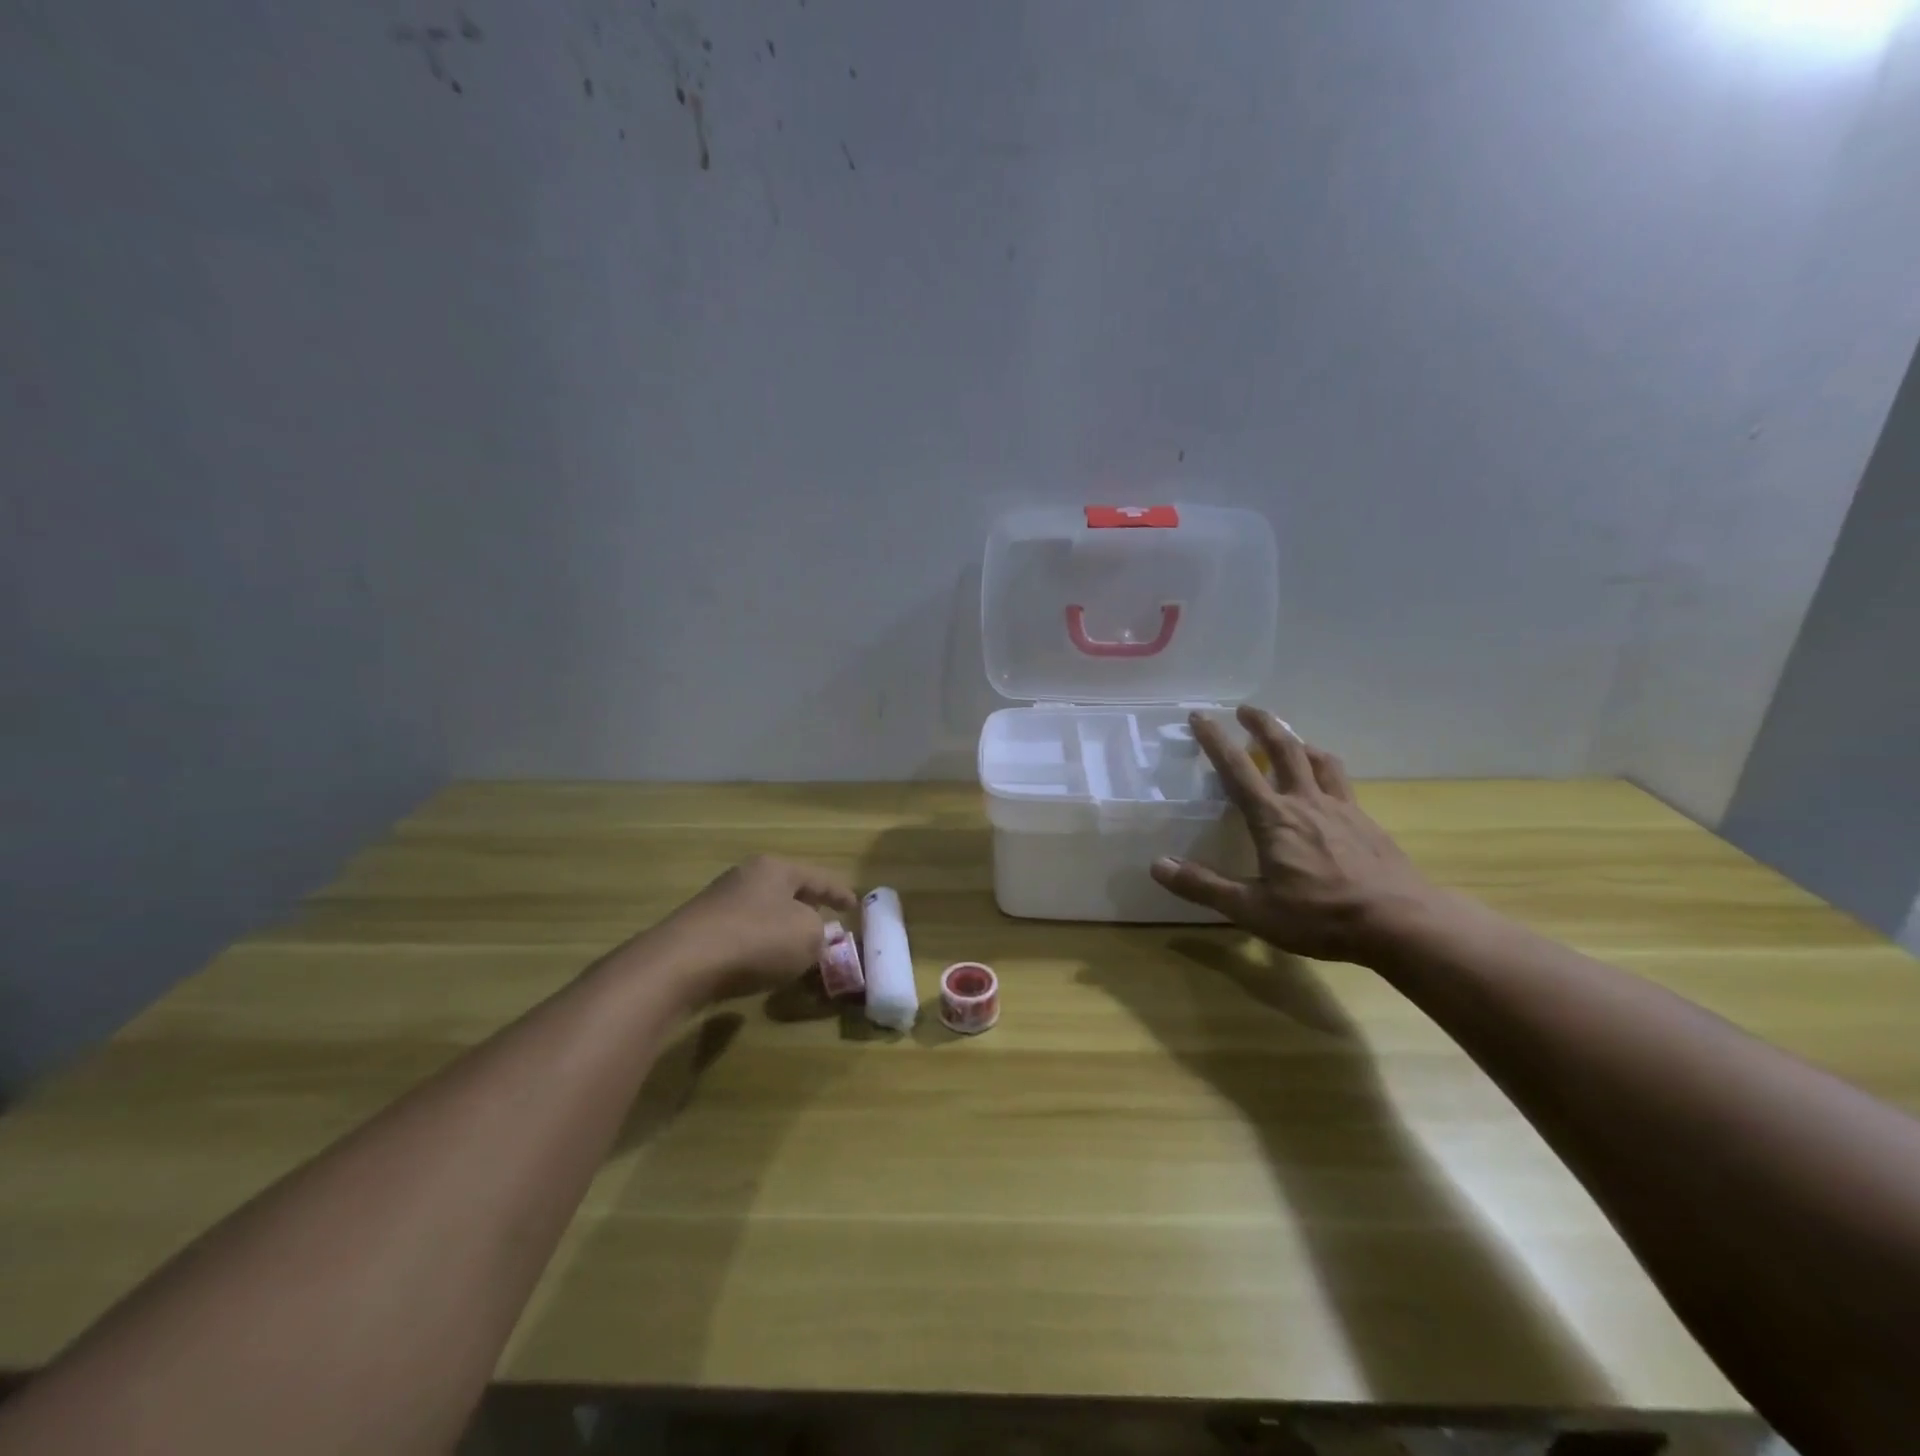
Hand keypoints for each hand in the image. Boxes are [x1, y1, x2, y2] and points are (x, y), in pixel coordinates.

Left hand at [648, 855, 858, 1002]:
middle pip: (787, 891)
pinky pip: (743, 935)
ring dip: (781, 930)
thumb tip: (814, 935)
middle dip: (808, 908)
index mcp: (776, 868)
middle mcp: (746, 877)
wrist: (681, 964)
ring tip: (797, 949)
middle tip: (827, 924)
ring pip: (764, 913)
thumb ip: (821, 934)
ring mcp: (719, 903)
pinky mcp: (700, 931)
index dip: (840, 893)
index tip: (855, 907)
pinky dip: (759, 947)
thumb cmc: (756, 939)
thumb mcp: (808, 937)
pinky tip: (763, 965)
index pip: (819, 878)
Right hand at [1149, 706, 1439, 962]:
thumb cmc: (1321, 917)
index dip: (1215, 740)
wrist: (1402, 923)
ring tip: (1289, 739)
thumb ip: (1204, 886)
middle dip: (1262, 724)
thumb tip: (1158, 865)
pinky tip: (1327, 786)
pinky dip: (1327, 769)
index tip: (1200, 716)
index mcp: (1273, 818)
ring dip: (1299, 742)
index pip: (1237, 768)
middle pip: (1284, 749)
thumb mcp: (1253, 909)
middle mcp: (1306, 802)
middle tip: (1246, 709)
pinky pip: (1342, 783)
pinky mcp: (1366, 822)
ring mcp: (1341, 809)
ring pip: (1319, 760)